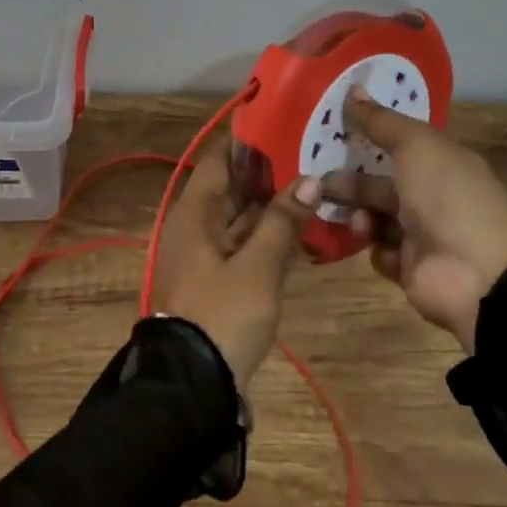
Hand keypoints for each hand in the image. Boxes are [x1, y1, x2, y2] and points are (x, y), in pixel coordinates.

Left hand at [153, 141, 319, 391]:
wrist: (192, 385)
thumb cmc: (222, 314)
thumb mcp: (257, 266)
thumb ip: (283, 221)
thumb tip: (310, 179)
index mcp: (195, 212)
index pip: (221, 159)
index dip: (248, 139)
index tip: (282, 120)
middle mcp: (195, 225)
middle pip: (232, 186)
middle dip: (268, 171)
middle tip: (311, 150)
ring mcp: (205, 253)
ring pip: (240, 216)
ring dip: (271, 204)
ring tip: (314, 181)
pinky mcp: (217, 279)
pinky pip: (243, 243)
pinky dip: (267, 234)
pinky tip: (301, 229)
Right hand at [321, 87, 506, 353]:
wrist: (479, 275)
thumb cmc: (448, 197)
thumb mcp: (415, 146)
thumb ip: (381, 121)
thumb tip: (351, 88)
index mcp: (439, 161)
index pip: (397, 142)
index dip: (367, 135)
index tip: (330, 132)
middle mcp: (430, 194)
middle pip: (379, 182)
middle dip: (348, 181)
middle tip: (316, 181)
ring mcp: (422, 234)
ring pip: (375, 216)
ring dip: (359, 214)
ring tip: (353, 218)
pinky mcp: (412, 268)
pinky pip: (381, 252)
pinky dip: (376, 247)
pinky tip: (378, 244)